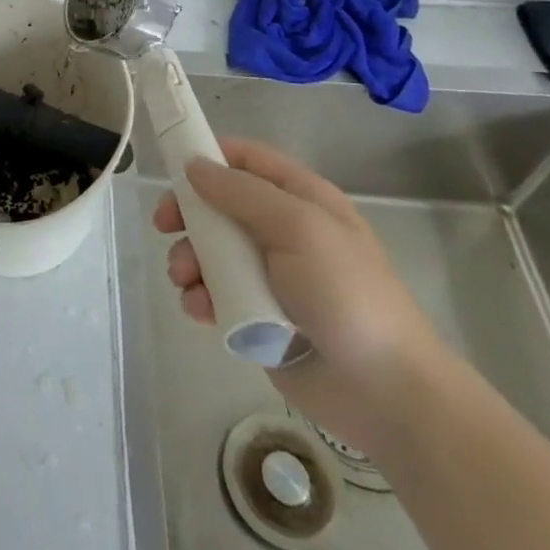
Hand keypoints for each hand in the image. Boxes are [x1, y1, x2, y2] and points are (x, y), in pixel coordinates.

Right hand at [154, 137, 447, 454]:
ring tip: (185, 280)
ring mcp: (268, 274)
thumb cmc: (346, 294)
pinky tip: (201, 310)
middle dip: (188, 214)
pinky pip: (214, 292)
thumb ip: (242, 193)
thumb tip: (194, 165)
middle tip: (163, 227)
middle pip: (218, 203)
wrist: (385, 393)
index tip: (172, 170)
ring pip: (209, 249)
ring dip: (188, 259)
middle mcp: (282, 230)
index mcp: (301, 199)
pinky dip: (200, 296)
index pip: (247, 159)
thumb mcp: (298, 228)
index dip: (209, 157)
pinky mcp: (255, 313)